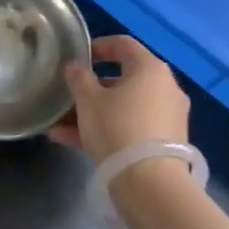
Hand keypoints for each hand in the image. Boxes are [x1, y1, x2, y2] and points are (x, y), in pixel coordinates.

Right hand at [48, 35, 190, 162]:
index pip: (123, 44)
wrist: (149, 183)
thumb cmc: (116, 128)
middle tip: (69, 96)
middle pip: (123, 80)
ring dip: (94, 113)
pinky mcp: (166, 143)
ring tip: (61, 126)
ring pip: (124, 107)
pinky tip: (72, 142)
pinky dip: (107, 130)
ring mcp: (168, 117)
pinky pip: (131, 127)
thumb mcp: (88, 100)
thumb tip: (75, 66)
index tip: (78, 57)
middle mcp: (165, 88)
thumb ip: (79, 78)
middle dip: (92, 89)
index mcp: (150, 68)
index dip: (99, 46)